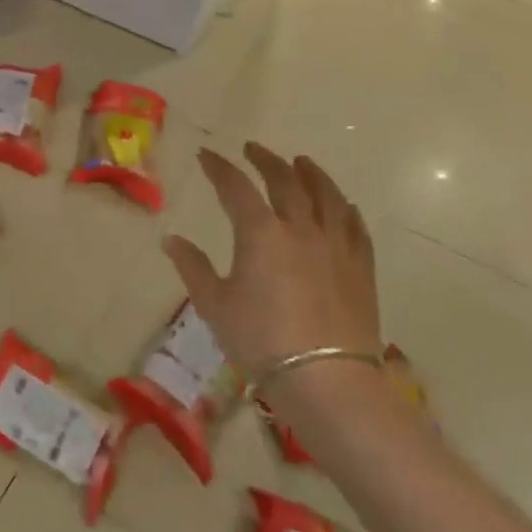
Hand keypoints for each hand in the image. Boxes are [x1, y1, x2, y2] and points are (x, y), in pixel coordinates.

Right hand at [163, 145, 380, 378]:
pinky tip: (344, 205)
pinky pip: (355, 228)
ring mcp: (335, 246)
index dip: (219, 167)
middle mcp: (300, 228)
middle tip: (253, 148)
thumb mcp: (215, 305)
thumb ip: (193, 267)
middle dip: (266, 160)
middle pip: (285, 180)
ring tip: (302, 162)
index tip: (206, 155)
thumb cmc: (262, 341)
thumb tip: (171, 240)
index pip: (235, 186)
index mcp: (260, 232)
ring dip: (312, 174)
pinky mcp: (360, 269)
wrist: (328, 382)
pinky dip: (345, 209)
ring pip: (326, 196)